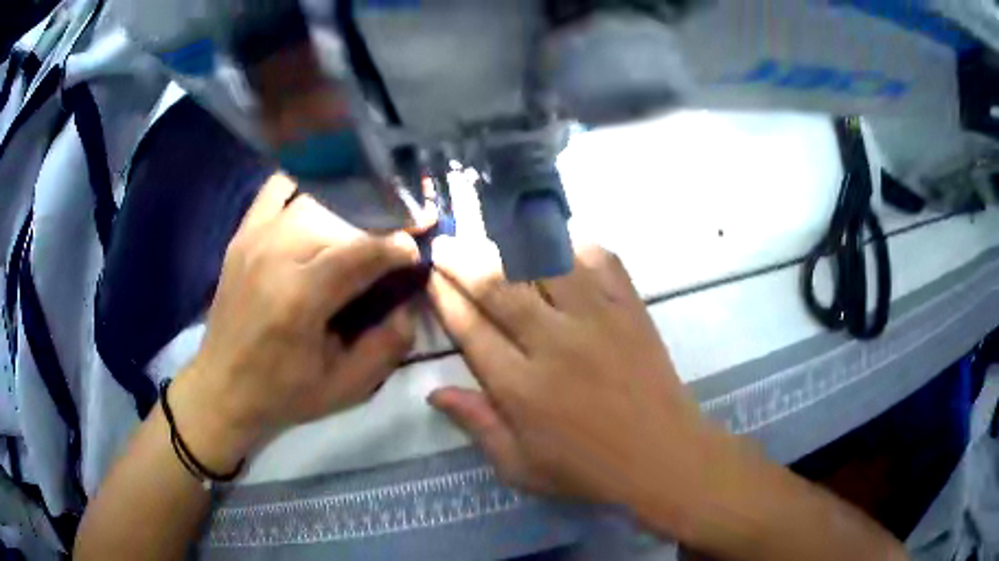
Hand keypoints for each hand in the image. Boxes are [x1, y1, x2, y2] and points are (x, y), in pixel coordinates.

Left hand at [169, 174, 420, 471]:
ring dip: (347, 212)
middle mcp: (275, 255)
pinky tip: (321, 209)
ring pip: (317, 199)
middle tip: (394, 243)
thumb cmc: (283, 392)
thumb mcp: (345, 388)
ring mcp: (255, 237)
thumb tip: (409, 303)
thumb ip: (387, 346)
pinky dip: (306, 190)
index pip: (361, 251)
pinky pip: (279, 188)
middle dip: (377, 227)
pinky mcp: (244, 233)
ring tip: (362, 231)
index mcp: (299, 298)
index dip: (398, 245)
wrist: (222, 387)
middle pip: (342, 218)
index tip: (417, 249)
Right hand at [427, 238, 723, 529]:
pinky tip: (560, 243)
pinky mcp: (630, 309)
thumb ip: (477, 425)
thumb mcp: (521, 466)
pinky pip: (601, 261)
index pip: (469, 328)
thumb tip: (434, 393)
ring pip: (545, 263)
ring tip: (493, 234)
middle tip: (446, 243)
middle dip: (463, 260)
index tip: (431, 276)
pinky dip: (577, 246)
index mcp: (520, 387)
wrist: (661, 456)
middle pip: (498, 286)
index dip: (444, 297)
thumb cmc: (588, 470)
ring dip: (512, 244)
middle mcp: (552, 343)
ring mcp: (596, 319)